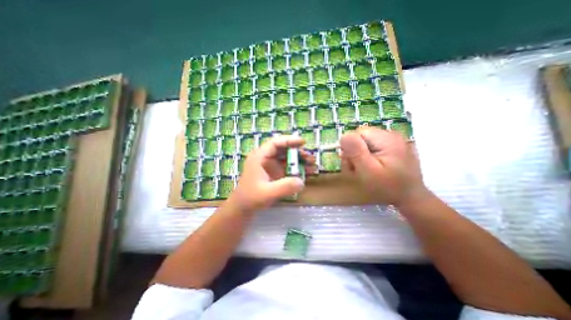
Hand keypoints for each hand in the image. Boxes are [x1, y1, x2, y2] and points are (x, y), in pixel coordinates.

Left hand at [229, 135, 313, 211]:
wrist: (243, 208)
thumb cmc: (251, 198)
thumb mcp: (267, 193)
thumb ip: (284, 187)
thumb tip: (301, 182)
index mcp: (259, 157)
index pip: (275, 143)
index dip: (289, 140)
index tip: (303, 142)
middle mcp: (265, 158)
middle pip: (283, 150)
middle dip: (298, 152)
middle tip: (310, 158)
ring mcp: (270, 166)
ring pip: (286, 158)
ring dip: (299, 160)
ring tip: (312, 165)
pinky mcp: (274, 173)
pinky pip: (287, 167)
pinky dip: (296, 169)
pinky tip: (306, 172)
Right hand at [338, 126, 427, 205]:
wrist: (411, 199)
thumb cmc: (388, 188)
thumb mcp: (368, 171)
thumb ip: (356, 152)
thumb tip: (344, 136)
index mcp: (387, 138)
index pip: (357, 133)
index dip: (350, 148)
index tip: (353, 164)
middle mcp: (391, 135)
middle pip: (360, 138)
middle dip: (354, 153)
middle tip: (358, 170)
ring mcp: (392, 141)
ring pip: (364, 143)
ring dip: (359, 157)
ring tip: (364, 171)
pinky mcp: (391, 148)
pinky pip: (371, 148)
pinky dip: (367, 158)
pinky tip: (371, 168)